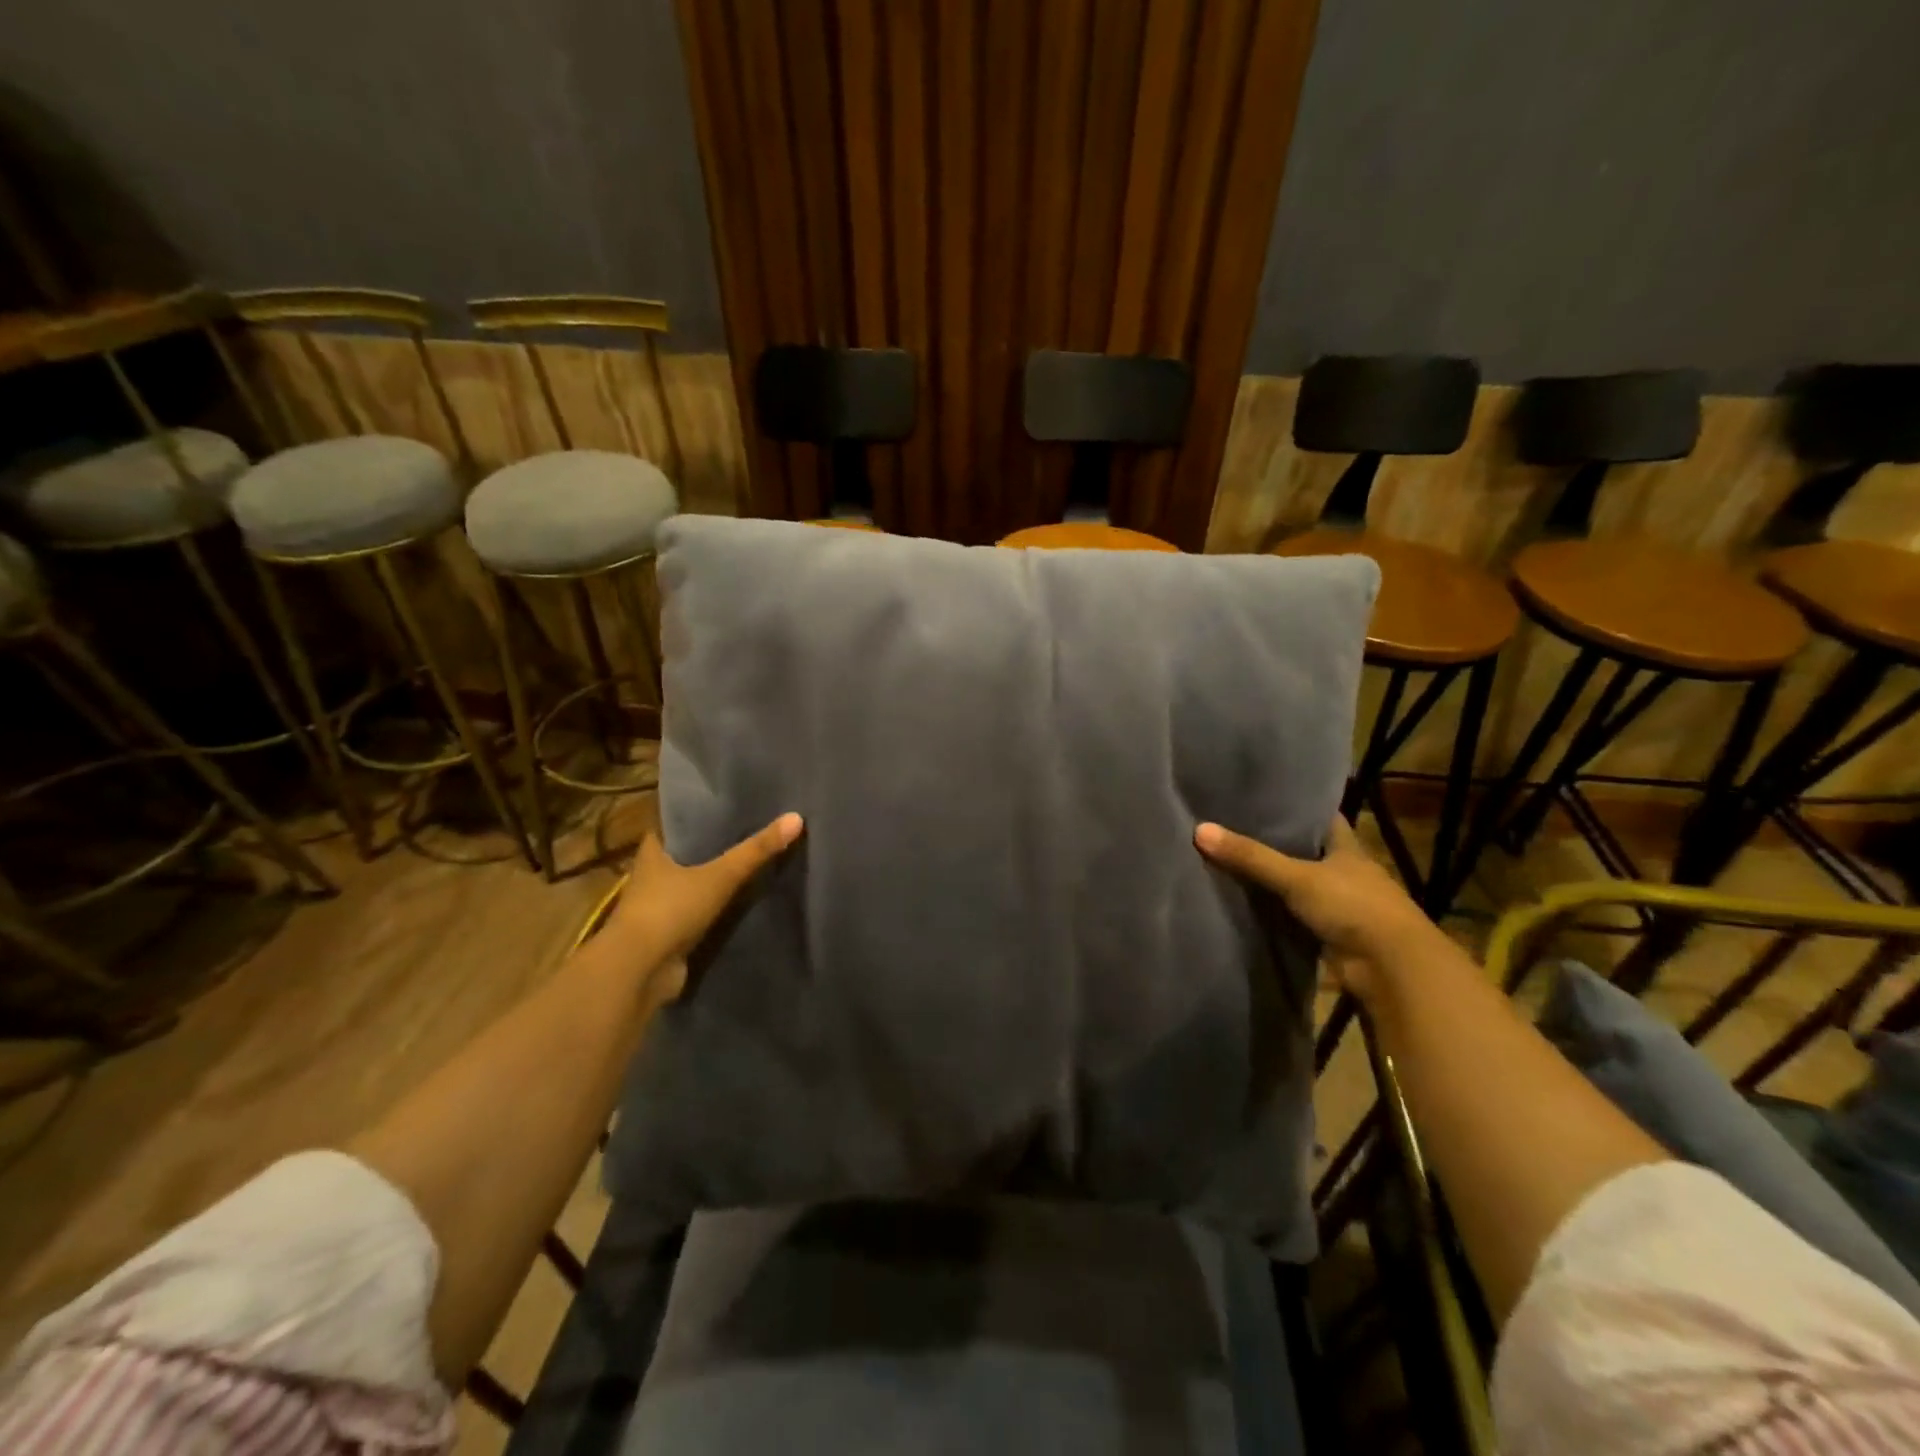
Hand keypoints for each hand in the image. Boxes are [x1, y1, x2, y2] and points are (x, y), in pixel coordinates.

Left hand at [606, 812, 804, 998]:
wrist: (639, 971)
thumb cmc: (670, 909)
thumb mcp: (720, 875)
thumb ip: (756, 850)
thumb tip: (797, 817)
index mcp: (654, 852)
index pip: (677, 823)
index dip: (701, 814)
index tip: (730, 805)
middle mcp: (652, 875)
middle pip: (688, 853)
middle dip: (715, 846)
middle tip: (752, 831)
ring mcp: (660, 907)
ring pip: (694, 884)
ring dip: (717, 879)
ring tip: (755, 862)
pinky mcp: (670, 934)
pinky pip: (700, 913)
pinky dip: (718, 909)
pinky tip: (746, 901)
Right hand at [1194, 814, 1432, 993]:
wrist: (1391, 968)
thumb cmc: (1352, 906)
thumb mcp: (1296, 877)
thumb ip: (1250, 856)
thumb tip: (1199, 830)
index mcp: (1347, 848)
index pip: (1322, 818)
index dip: (1296, 807)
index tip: (1263, 797)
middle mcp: (1345, 872)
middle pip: (1307, 851)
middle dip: (1278, 844)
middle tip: (1233, 828)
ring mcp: (1341, 905)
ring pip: (1301, 885)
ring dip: (1276, 881)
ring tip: (1231, 862)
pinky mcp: (1331, 934)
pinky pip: (1296, 916)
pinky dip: (1277, 912)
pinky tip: (1247, 904)